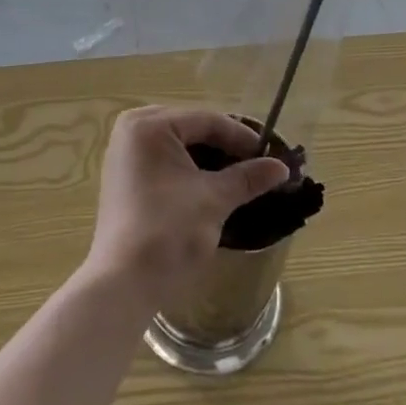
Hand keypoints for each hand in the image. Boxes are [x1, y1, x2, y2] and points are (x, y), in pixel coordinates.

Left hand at [86, 108, 291, 302]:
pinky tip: (212, 184)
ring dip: (209, 158)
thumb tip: (282, 167)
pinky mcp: (124, 176)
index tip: (272, 155)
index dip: (243, 137)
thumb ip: (248, 177)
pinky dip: (189, 168)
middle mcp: (132, 128)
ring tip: (241, 175)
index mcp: (149, 125)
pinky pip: (164, 159)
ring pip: (179, 144)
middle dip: (225, 146)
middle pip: (192, 128)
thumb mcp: (214, 200)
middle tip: (258, 164)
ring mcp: (124, 152)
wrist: (123, 284)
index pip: (207, 120)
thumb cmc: (168, 232)